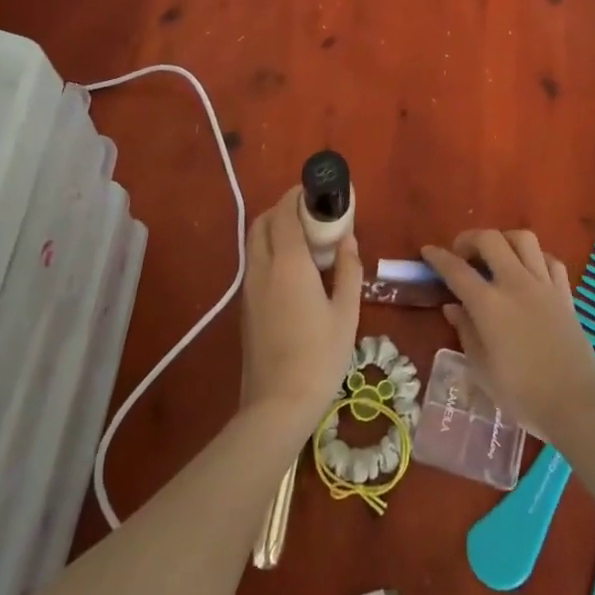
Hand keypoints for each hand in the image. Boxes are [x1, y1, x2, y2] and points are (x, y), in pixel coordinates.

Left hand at [240, 187, 362, 429]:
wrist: (277, 405)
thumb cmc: (320, 356)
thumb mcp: (346, 312)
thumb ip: (349, 270)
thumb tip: (348, 240)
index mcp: (288, 263)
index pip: (286, 212)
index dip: (298, 195)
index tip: (317, 190)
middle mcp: (262, 267)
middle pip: (263, 221)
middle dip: (283, 207)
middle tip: (312, 212)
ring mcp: (249, 287)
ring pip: (255, 241)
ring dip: (275, 228)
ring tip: (306, 238)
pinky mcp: (246, 306)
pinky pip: (255, 262)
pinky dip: (270, 249)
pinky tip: (295, 268)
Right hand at [421, 229, 594, 446]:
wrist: (577, 404)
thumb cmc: (523, 394)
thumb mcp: (483, 370)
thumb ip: (466, 332)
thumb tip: (452, 307)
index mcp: (489, 304)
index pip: (457, 270)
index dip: (438, 257)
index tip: (428, 252)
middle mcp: (515, 284)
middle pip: (490, 239)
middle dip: (469, 238)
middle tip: (461, 253)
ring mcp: (544, 284)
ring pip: (523, 239)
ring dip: (503, 239)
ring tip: (495, 254)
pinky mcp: (565, 292)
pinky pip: (549, 259)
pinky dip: (534, 257)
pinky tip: (528, 270)